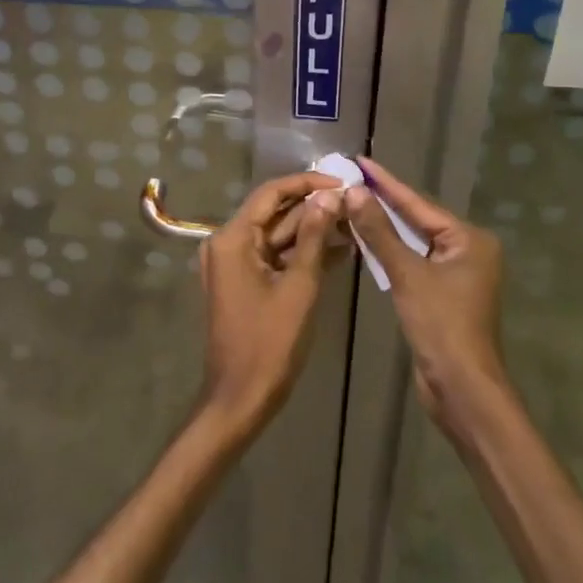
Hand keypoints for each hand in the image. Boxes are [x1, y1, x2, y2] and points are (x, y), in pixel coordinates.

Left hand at [197, 170, 344, 437]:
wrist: (240, 400)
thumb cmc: (269, 344)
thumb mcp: (299, 287)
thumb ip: (314, 237)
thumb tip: (330, 196)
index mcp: (234, 238)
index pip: (272, 193)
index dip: (307, 183)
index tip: (341, 182)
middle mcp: (228, 243)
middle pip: (274, 213)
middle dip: (313, 208)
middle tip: (353, 203)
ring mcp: (234, 264)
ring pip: (277, 235)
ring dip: (312, 230)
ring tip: (352, 223)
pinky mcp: (244, 282)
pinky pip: (274, 256)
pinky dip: (301, 253)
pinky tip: (338, 250)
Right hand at [345, 156, 509, 436]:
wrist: (461, 389)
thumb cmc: (440, 325)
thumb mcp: (407, 274)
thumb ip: (379, 232)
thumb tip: (355, 192)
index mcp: (469, 239)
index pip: (419, 203)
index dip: (387, 183)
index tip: (361, 161)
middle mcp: (468, 250)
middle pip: (418, 219)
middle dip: (385, 202)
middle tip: (353, 179)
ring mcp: (457, 273)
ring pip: (415, 241)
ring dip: (385, 227)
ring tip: (354, 202)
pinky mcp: (444, 294)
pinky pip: (414, 261)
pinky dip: (392, 251)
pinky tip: (368, 240)